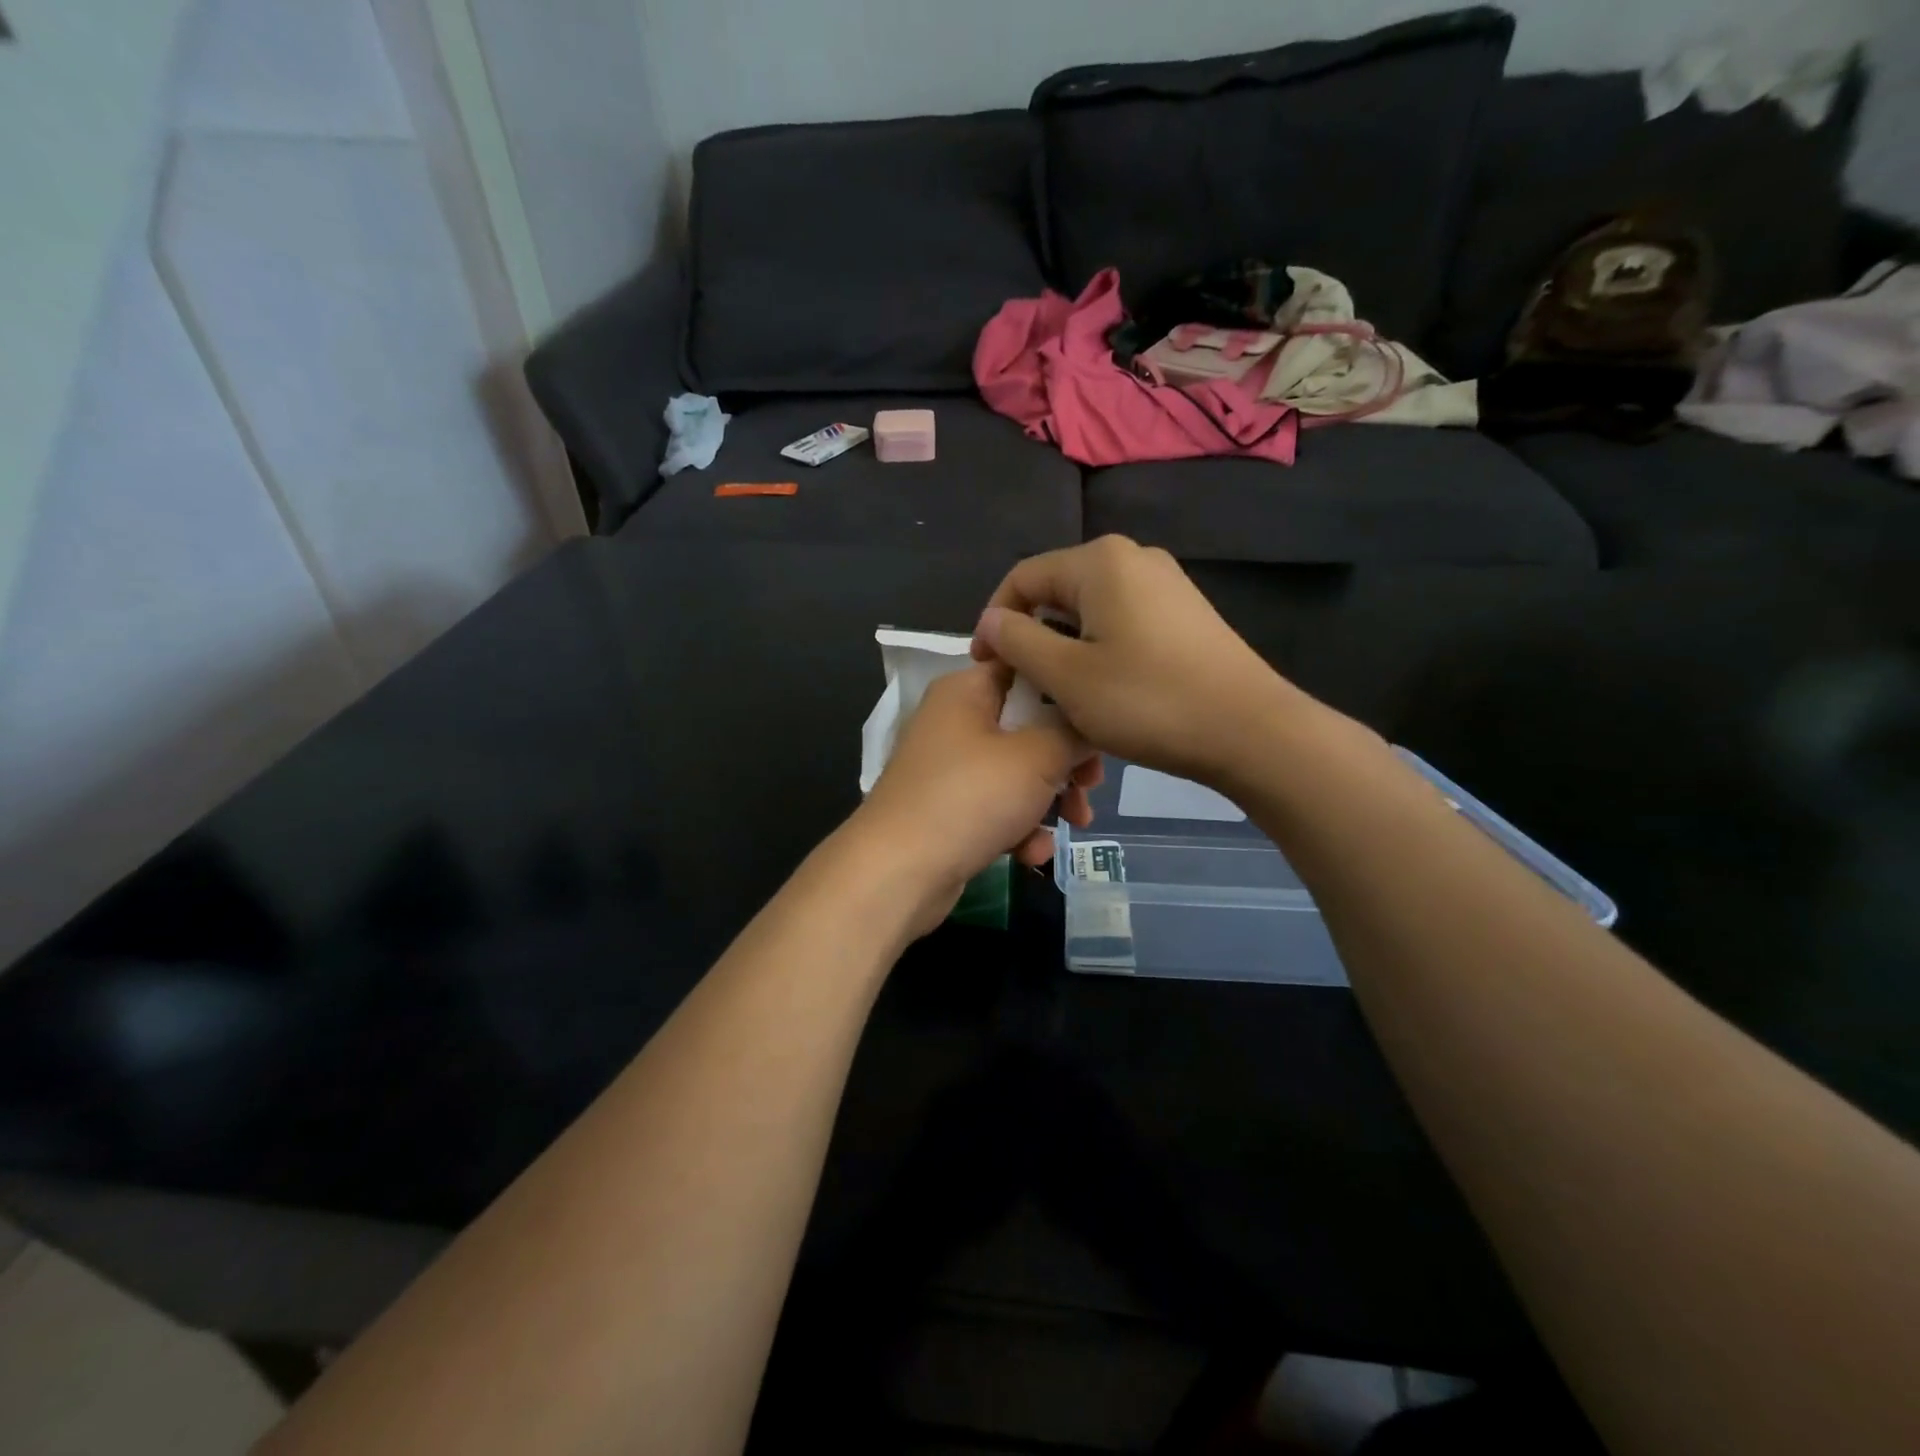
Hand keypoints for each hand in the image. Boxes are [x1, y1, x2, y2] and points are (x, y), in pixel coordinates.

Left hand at [853, 663, 1101, 931]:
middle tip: (1091, 782)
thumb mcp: (1036, 757)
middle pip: (1028, 724)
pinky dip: (1018, 827)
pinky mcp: (948, 810)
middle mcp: (955, 721)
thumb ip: (1073, 732)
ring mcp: (949, 768)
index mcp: (966, 690)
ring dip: (1050, 798)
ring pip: (1017, 771)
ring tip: (1075, 823)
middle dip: (1066, 758)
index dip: (1066, 688)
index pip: (1025, 666)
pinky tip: (1031, 854)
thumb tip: (1091, 724)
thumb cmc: (970, 798)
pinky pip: (996, 807)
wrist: (897, 873)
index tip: (1099, 718)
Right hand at [970, 535, 1303, 787]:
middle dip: (1032, 639)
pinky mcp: (1184, 614)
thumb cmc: (1148, 701)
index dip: (994, 621)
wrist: (1250, 731)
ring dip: (1065, 652)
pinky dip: (1099, 653)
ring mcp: (1165, 585)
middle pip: (1057, 593)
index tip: (986, 669)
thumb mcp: (1067, 676)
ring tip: (1062, 698)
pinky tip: (1104, 693)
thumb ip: (1018, 641)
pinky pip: (1122, 624)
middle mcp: (1133, 558)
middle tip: (1025, 690)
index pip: (1023, 578)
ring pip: (1090, 613)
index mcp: (1100, 561)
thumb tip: (991, 620)